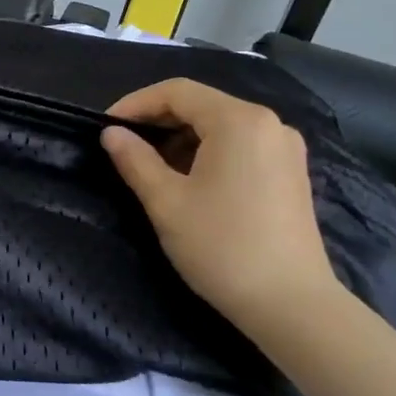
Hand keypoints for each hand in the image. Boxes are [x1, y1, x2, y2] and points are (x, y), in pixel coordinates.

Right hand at [101, 79, 340, 332]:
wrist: (291, 304)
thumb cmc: (222, 247)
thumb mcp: (166, 202)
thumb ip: (135, 160)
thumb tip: (111, 133)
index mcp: (239, 121)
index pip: (177, 92)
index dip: (135, 104)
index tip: (105, 127)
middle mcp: (268, 124)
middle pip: (202, 104)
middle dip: (157, 120)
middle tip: (122, 145)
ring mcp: (285, 148)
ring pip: (221, 125)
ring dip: (181, 137)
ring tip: (150, 165)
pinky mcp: (290, 173)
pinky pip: (240, 145)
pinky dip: (207, 151)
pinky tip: (188, 179)